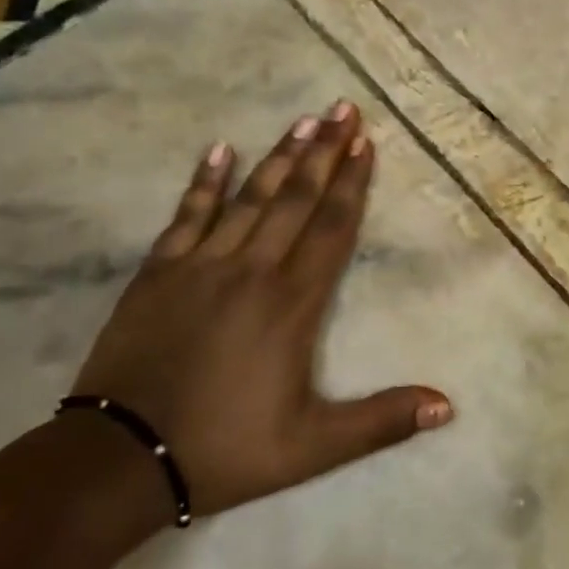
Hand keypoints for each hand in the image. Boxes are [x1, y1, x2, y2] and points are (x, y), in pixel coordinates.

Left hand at [71, 102, 453, 516]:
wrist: (120, 460)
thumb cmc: (225, 448)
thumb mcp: (313, 447)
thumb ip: (382, 421)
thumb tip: (448, 405)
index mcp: (293, 302)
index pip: (333, 227)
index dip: (352, 182)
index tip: (365, 142)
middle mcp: (253, 270)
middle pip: (296, 199)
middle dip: (324, 151)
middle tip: (342, 108)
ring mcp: (202, 265)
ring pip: (250, 197)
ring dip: (279, 156)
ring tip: (302, 119)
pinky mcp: (159, 272)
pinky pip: (187, 215)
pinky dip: (204, 181)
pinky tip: (219, 149)